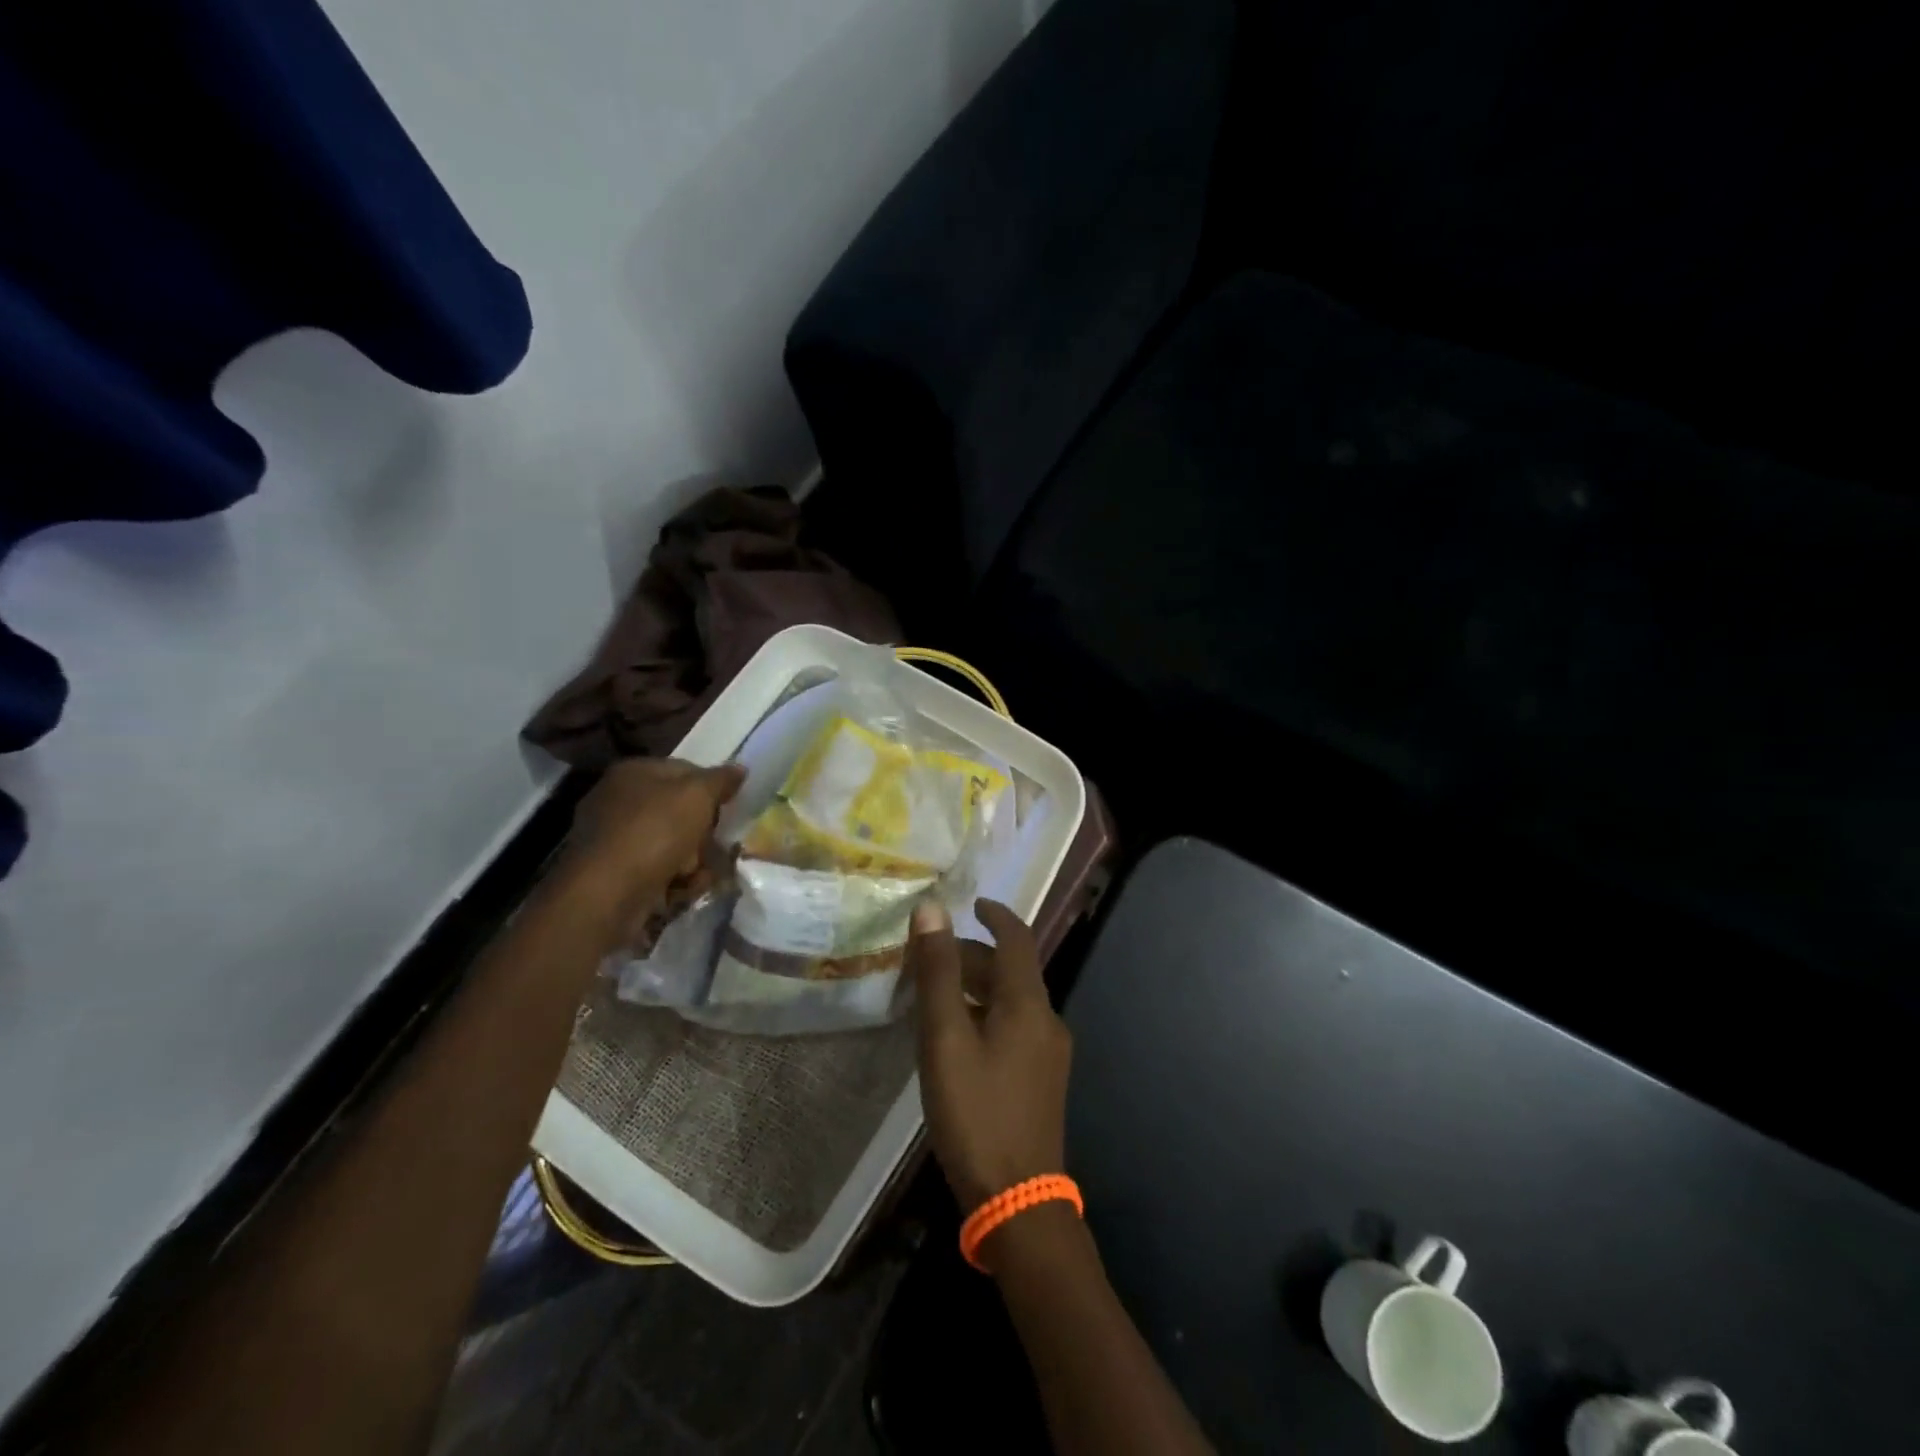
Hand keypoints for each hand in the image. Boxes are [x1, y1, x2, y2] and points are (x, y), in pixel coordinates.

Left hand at [558, 758, 744, 943]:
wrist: (607, 894)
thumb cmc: (654, 832)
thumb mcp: (697, 796)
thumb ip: (721, 780)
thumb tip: (740, 769)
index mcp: (634, 772)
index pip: (685, 770)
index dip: (711, 789)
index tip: (729, 809)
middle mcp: (619, 801)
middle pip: (680, 812)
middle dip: (702, 834)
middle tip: (713, 847)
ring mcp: (614, 840)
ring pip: (672, 845)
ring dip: (693, 863)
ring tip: (696, 876)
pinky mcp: (614, 875)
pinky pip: (657, 872)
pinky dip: (673, 882)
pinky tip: (680, 892)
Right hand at [910, 899, 1071, 1216]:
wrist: (1019, 1202)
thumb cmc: (976, 1112)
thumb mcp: (946, 1038)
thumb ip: (938, 972)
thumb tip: (932, 910)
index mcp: (1028, 1003)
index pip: (1017, 938)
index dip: (995, 914)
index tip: (971, 903)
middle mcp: (1047, 1020)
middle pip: (1012, 970)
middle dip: (973, 956)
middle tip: (929, 957)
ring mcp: (1048, 1053)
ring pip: (1011, 1000)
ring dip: (976, 987)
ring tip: (934, 995)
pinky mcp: (1042, 1079)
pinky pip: (1014, 1027)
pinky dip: (985, 1014)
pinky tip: (956, 1037)